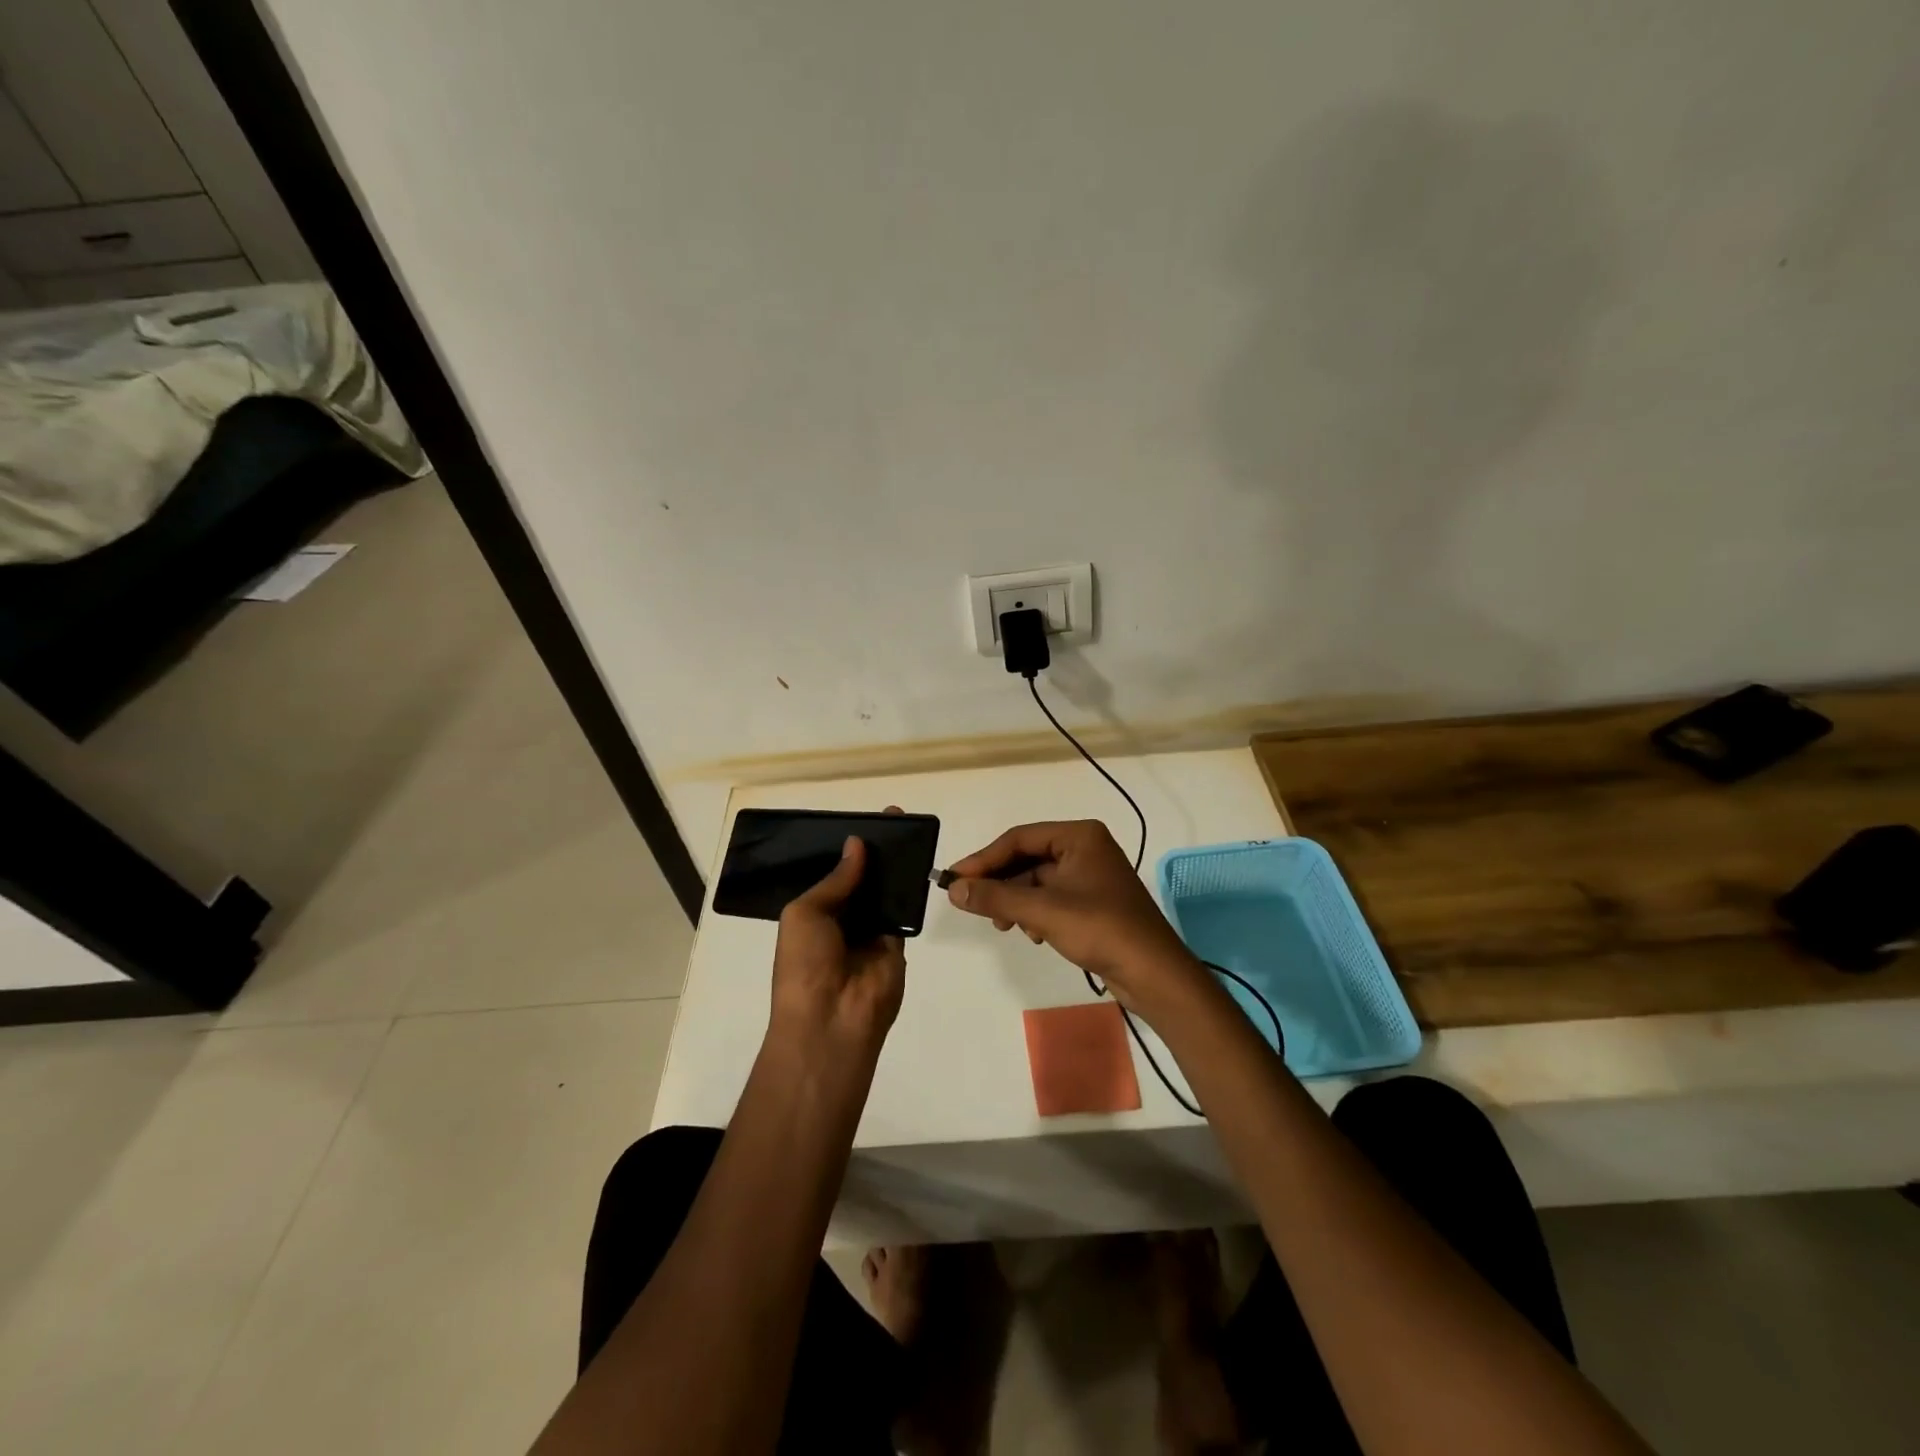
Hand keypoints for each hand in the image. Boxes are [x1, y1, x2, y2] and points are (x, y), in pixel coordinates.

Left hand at [769, 833, 906, 1065]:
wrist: (832, 1020)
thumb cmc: (805, 964)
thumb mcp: (805, 913)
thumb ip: (835, 880)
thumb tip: (857, 844)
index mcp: (812, 914)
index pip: (833, 873)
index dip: (847, 848)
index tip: (865, 820)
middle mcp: (842, 920)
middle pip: (862, 878)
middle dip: (875, 850)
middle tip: (895, 816)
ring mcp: (870, 932)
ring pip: (885, 890)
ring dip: (895, 864)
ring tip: (910, 828)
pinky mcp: (897, 944)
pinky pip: (904, 911)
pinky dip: (911, 888)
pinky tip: (920, 858)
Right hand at [944, 820, 1204, 1012]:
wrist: (1154, 974)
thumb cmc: (1101, 929)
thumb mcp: (1042, 911)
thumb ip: (995, 896)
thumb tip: (953, 889)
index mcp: (1079, 835)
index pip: (1019, 838)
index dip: (983, 859)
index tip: (954, 879)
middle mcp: (1086, 848)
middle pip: (1027, 858)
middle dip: (1000, 883)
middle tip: (971, 903)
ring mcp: (1091, 875)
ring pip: (1037, 881)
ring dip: (1016, 901)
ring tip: (1004, 926)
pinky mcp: (1094, 902)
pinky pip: (1052, 898)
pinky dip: (1035, 913)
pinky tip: (1032, 934)